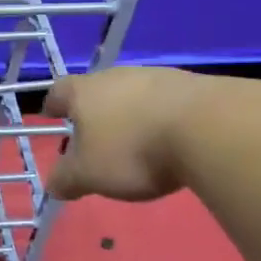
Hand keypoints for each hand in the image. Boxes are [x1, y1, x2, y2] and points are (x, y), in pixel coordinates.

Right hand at [45, 67, 197, 201]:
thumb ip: (67, 179)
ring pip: (133, 93)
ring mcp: (157, 77)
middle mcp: (116, 75)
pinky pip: (166, 101)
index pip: (59, 91)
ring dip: (131, 113)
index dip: (53, 104)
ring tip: (136, 140)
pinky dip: (162, 117)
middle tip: (95, 135)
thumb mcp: (89, 175)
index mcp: (84, 92)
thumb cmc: (132, 150)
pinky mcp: (193, 85)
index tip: (52, 115)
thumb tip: (53, 184)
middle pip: (97, 89)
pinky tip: (170, 139)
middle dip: (94, 111)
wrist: (208, 128)